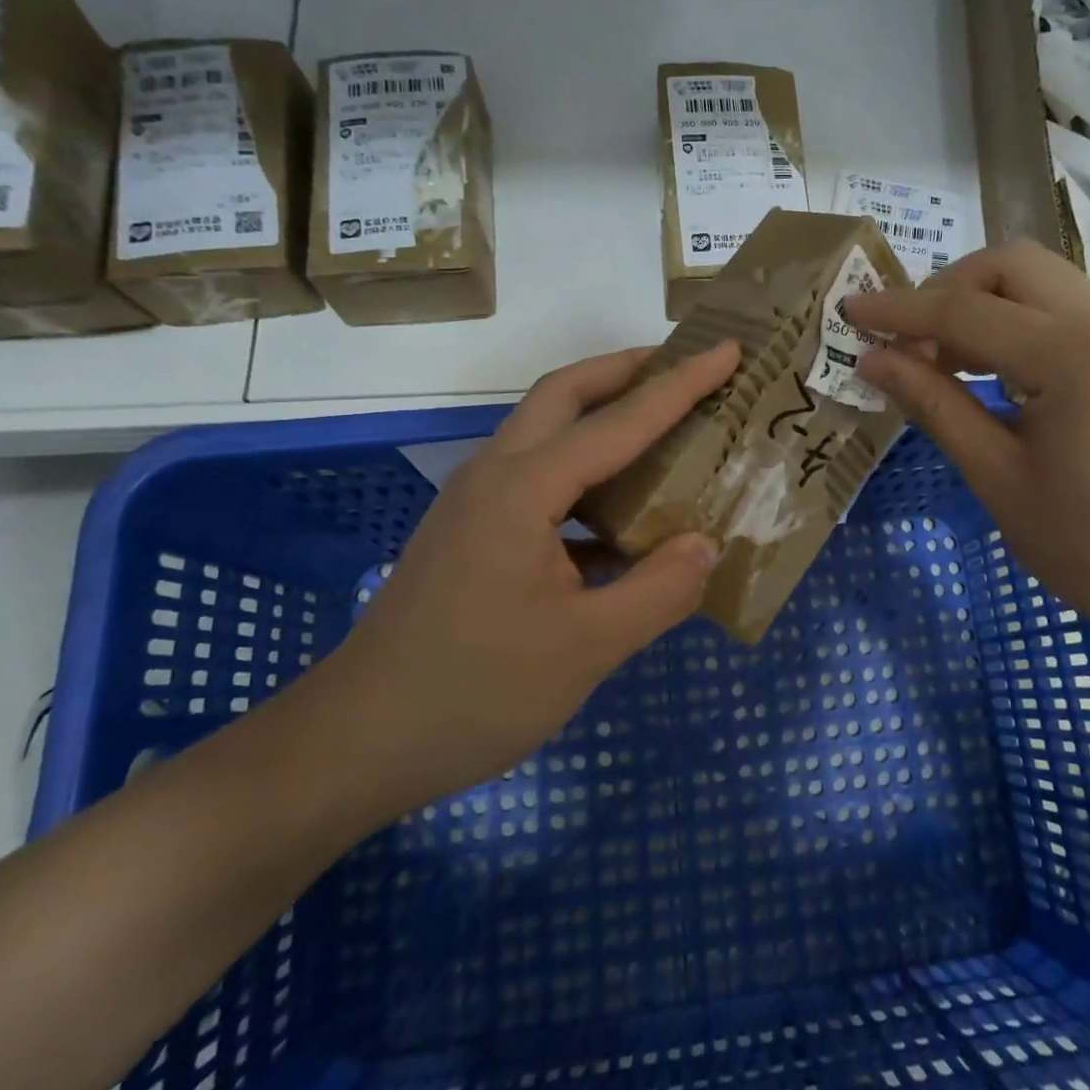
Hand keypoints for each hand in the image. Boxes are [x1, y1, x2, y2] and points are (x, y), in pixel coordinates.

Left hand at [312, 342, 740, 816]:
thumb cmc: (476, 691)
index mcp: (524, 489)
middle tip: (685, 367)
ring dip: (602, 415)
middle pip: (564, 394)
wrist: (361, 739)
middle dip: (627, 370)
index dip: (680, 385)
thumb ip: (658, 591)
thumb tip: (705, 545)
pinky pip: (539, 480)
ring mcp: (477, 504)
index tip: (728, 349)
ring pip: (546, 432)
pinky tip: (621, 514)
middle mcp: (496, 476)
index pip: (619, 422)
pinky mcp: (473, 534)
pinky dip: (586, 473)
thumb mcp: (586, 648)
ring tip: (662, 425)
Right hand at [844, 240, 1089, 657]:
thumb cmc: (1088, 545)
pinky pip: (1063, 306)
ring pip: (1038, 279)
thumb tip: (871, 360)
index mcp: (1077, 356)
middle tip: (905, 343)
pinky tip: (990, 368)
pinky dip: (1015, 321)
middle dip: (944, 291)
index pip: (966, 311)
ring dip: (979, 304)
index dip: (899, 311)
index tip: (849, 312)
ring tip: (939, 359)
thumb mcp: (996, 476)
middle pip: (1009, 265)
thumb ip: (933, 404)